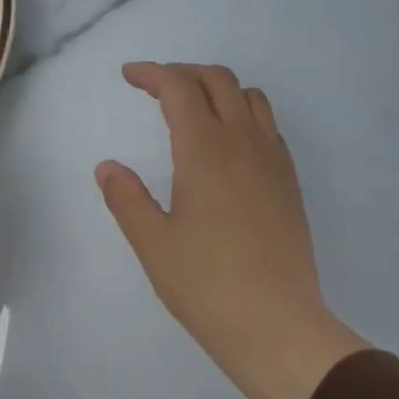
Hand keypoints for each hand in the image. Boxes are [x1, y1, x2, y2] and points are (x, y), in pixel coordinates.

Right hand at [97, 62, 369, 398]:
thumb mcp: (152, 243)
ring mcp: (274, 162)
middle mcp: (244, 144)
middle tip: (155, 88)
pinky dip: (244, 116)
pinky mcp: (290, 184)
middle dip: (184, 73)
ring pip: (251, 98)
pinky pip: (269, 128)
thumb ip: (126, 198)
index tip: (129, 76)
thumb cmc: (205, 286)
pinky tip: (228, 147)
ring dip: (219, 90)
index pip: (180, 88)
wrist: (276, 325)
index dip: (152, 73)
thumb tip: (108, 167)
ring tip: (193, 110)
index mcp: (205, 151)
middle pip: (219, 81)